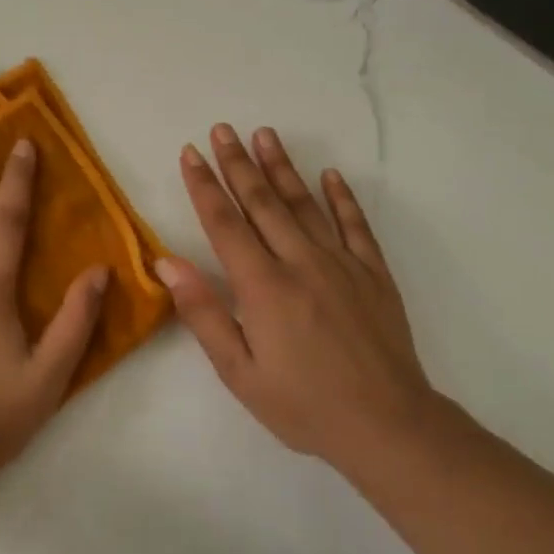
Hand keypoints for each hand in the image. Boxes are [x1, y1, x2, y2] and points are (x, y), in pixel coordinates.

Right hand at [157, 124, 432, 462]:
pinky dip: (341, 197)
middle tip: (222, 129)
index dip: (204, 186)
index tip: (190, 153)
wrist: (386, 424)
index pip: (225, 224)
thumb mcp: (239, 372)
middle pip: (263, 202)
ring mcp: (342, 263)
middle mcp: (301, 262)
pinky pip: (355, 224)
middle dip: (238, 163)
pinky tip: (330, 174)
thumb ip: (203, 313)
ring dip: (282, 167)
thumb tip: (167, 263)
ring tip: (264, 134)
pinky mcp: (373, 273)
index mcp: (263, 287)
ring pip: (305, 204)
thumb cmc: (303, 405)